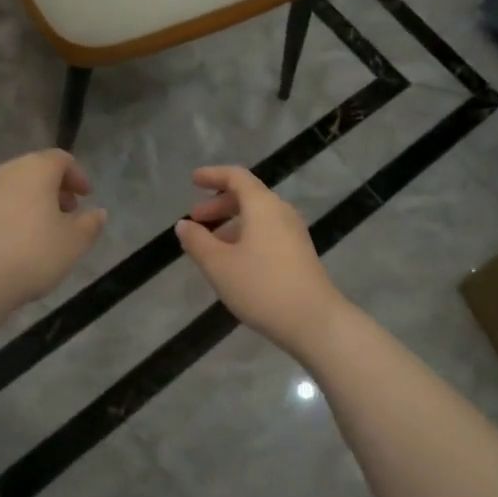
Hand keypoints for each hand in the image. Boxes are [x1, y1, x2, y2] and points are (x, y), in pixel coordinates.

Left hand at [0, 150, 106, 322]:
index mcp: (36, 169)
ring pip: (17, 187)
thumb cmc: (32, 253)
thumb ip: (91, 224)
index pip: (61, 159)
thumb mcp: (74, 242)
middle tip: (70, 212)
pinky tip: (21, 242)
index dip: (77, 176)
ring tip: (47, 230)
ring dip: (35, 201)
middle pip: (37, 170)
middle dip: (56, 188)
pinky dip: (16, 213)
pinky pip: (0, 204)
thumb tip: (98, 213)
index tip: (87, 196)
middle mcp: (8, 172)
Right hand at [174, 166, 346, 354]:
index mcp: (262, 205)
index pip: (236, 177)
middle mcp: (281, 211)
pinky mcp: (299, 253)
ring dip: (231, 223)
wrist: (314, 320)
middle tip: (195, 219)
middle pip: (247, 196)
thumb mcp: (219, 265)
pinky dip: (246, 235)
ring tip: (209, 244)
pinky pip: (267, 232)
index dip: (213, 175)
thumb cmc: (261, 286)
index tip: (194, 181)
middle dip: (219, 204)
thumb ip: (197, 241)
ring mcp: (294, 233)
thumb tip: (183, 225)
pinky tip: (234, 260)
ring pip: (258, 216)